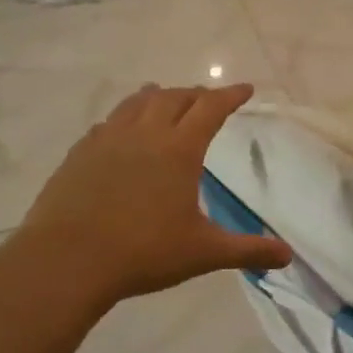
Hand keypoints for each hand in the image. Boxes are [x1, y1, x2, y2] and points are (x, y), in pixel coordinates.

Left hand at [13, 83, 291, 316]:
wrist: (65, 263)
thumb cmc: (143, 253)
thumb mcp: (203, 253)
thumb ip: (247, 250)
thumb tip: (287, 256)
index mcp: (179, 149)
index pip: (211, 108)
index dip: (230, 95)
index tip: (245, 89)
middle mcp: (145, 134)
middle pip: (175, 97)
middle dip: (196, 94)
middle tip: (209, 99)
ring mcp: (107, 140)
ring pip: (137, 103)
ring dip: (158, 96)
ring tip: (166, 97)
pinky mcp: (79, 154)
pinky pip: (107, 123)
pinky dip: (124, 117)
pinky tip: (121, 130)